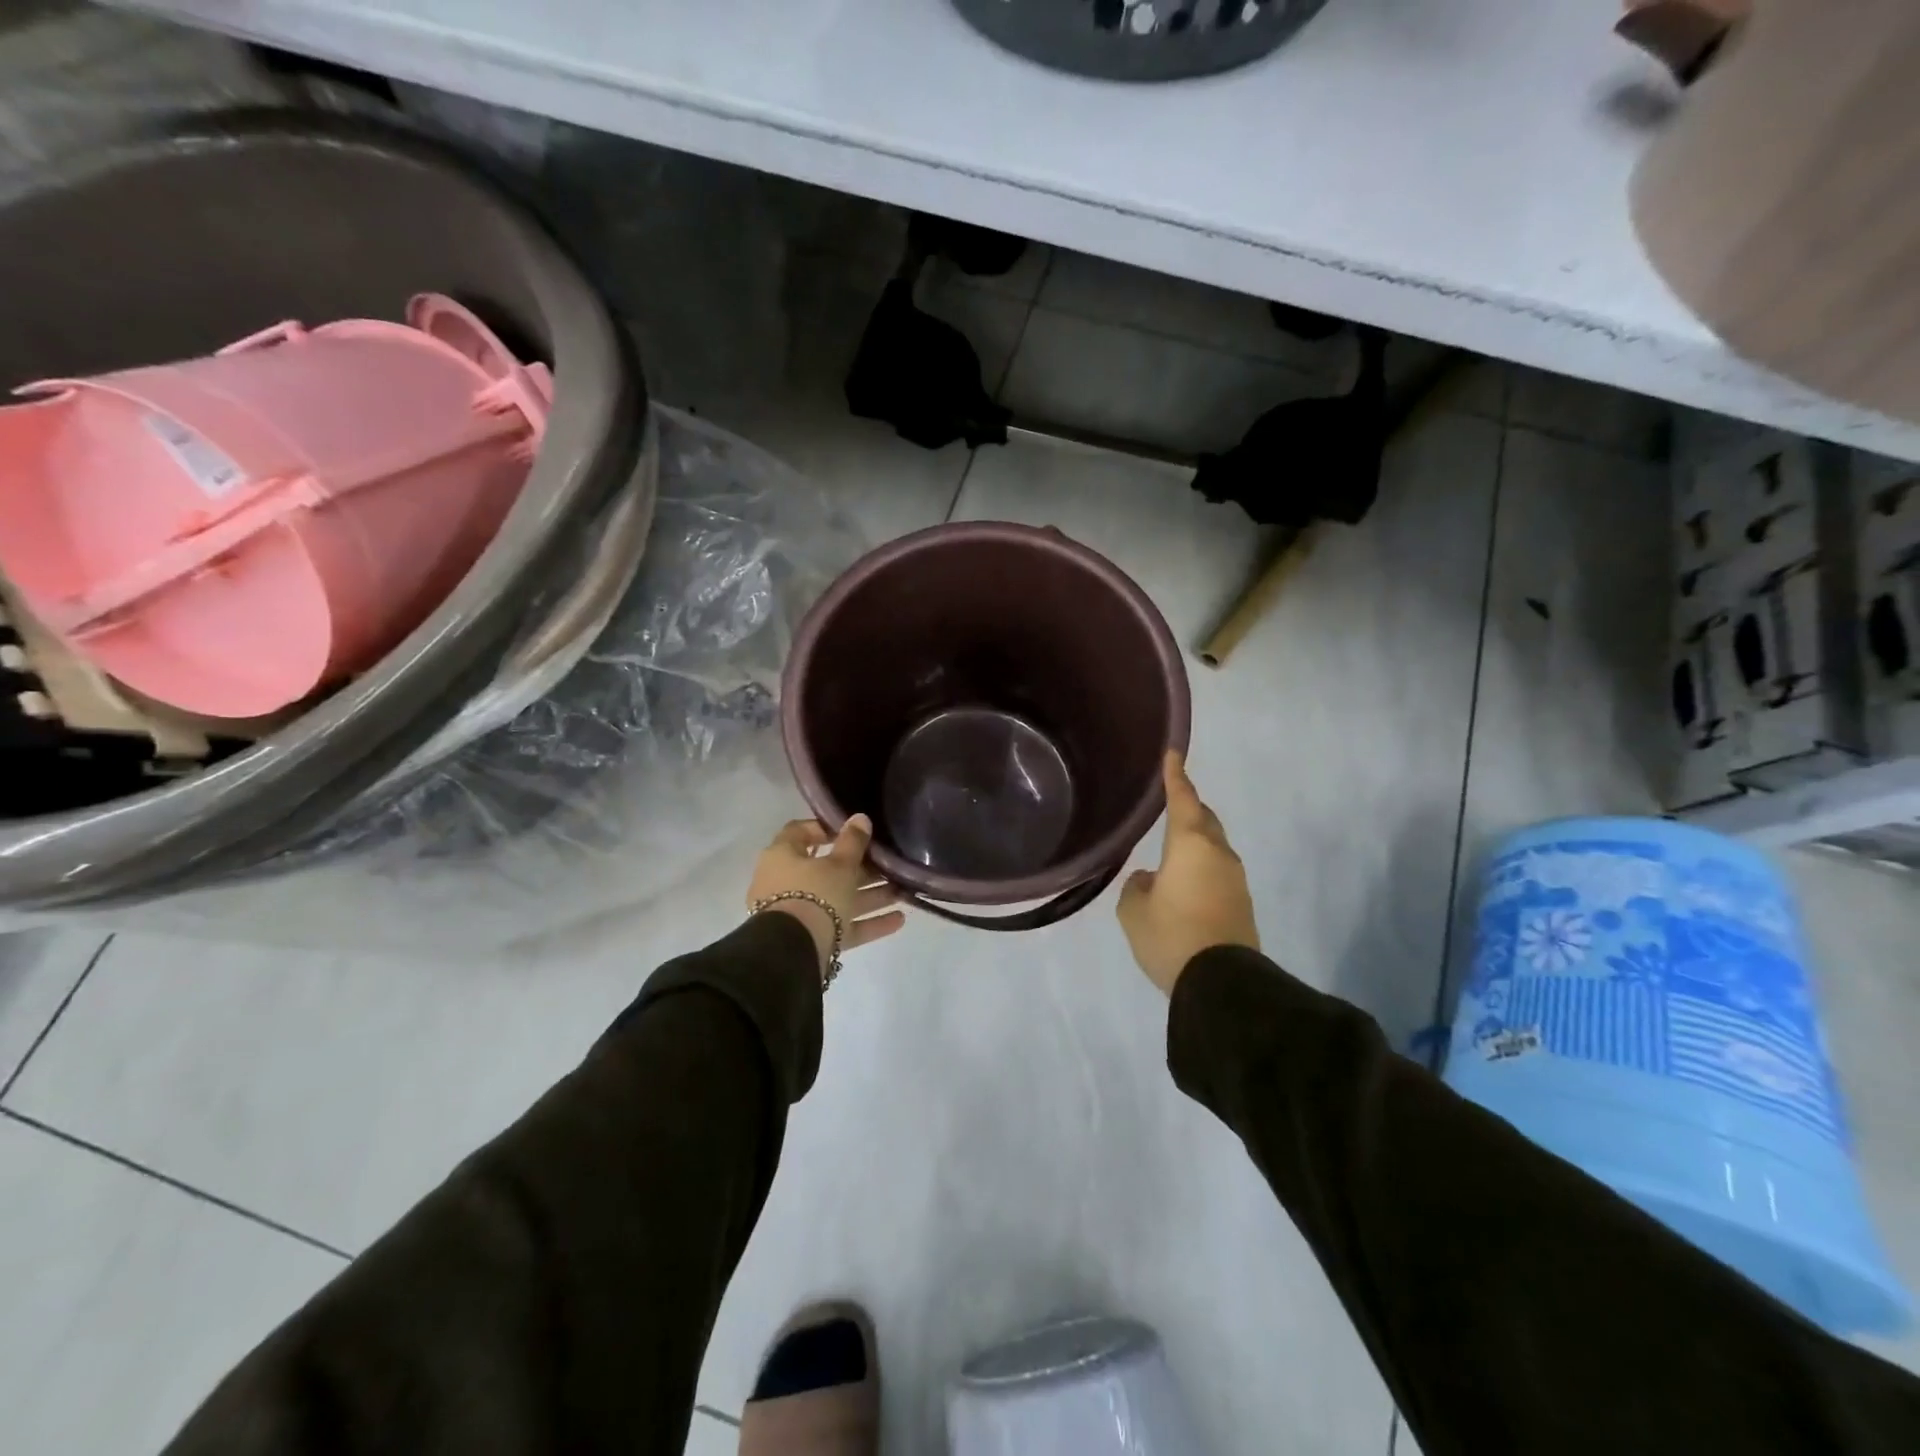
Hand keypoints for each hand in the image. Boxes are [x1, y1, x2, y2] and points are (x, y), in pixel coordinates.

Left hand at [748, 816, 905, 973]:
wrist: (794, 951)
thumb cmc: (814, 893)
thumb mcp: (839, 864)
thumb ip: (853, 841)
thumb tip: (860, 818)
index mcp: (783, 856)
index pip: (801, 832)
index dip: (826, 829)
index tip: (854, 831)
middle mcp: (786, 882)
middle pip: (827, 870)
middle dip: (862, 869)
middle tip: (889, 865)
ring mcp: (799, 913)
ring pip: (838, 899)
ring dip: (870, 896)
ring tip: (902, 892)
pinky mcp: (812, 938)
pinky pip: (842, 926)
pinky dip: (868, 922)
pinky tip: (899, 920)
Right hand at [1117, 752, 1259, 995]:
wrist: (1223, 984)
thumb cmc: (1171, 936)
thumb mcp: (1134, 912)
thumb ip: (1135, 887)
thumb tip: (1149, 879)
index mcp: (1190, 844)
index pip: (1182, 799)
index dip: (1175, 775)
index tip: (1173, 753)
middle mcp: (1218, 853)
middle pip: (1205, 819)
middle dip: (1189, 807)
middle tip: (1171, 802)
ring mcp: (1235, 878)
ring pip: (1214, 846)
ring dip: (1195, 841)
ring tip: (1172, 849)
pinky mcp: (1242, 903)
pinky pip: (1218, 870)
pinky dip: (1202, 865)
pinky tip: (1184, 882)